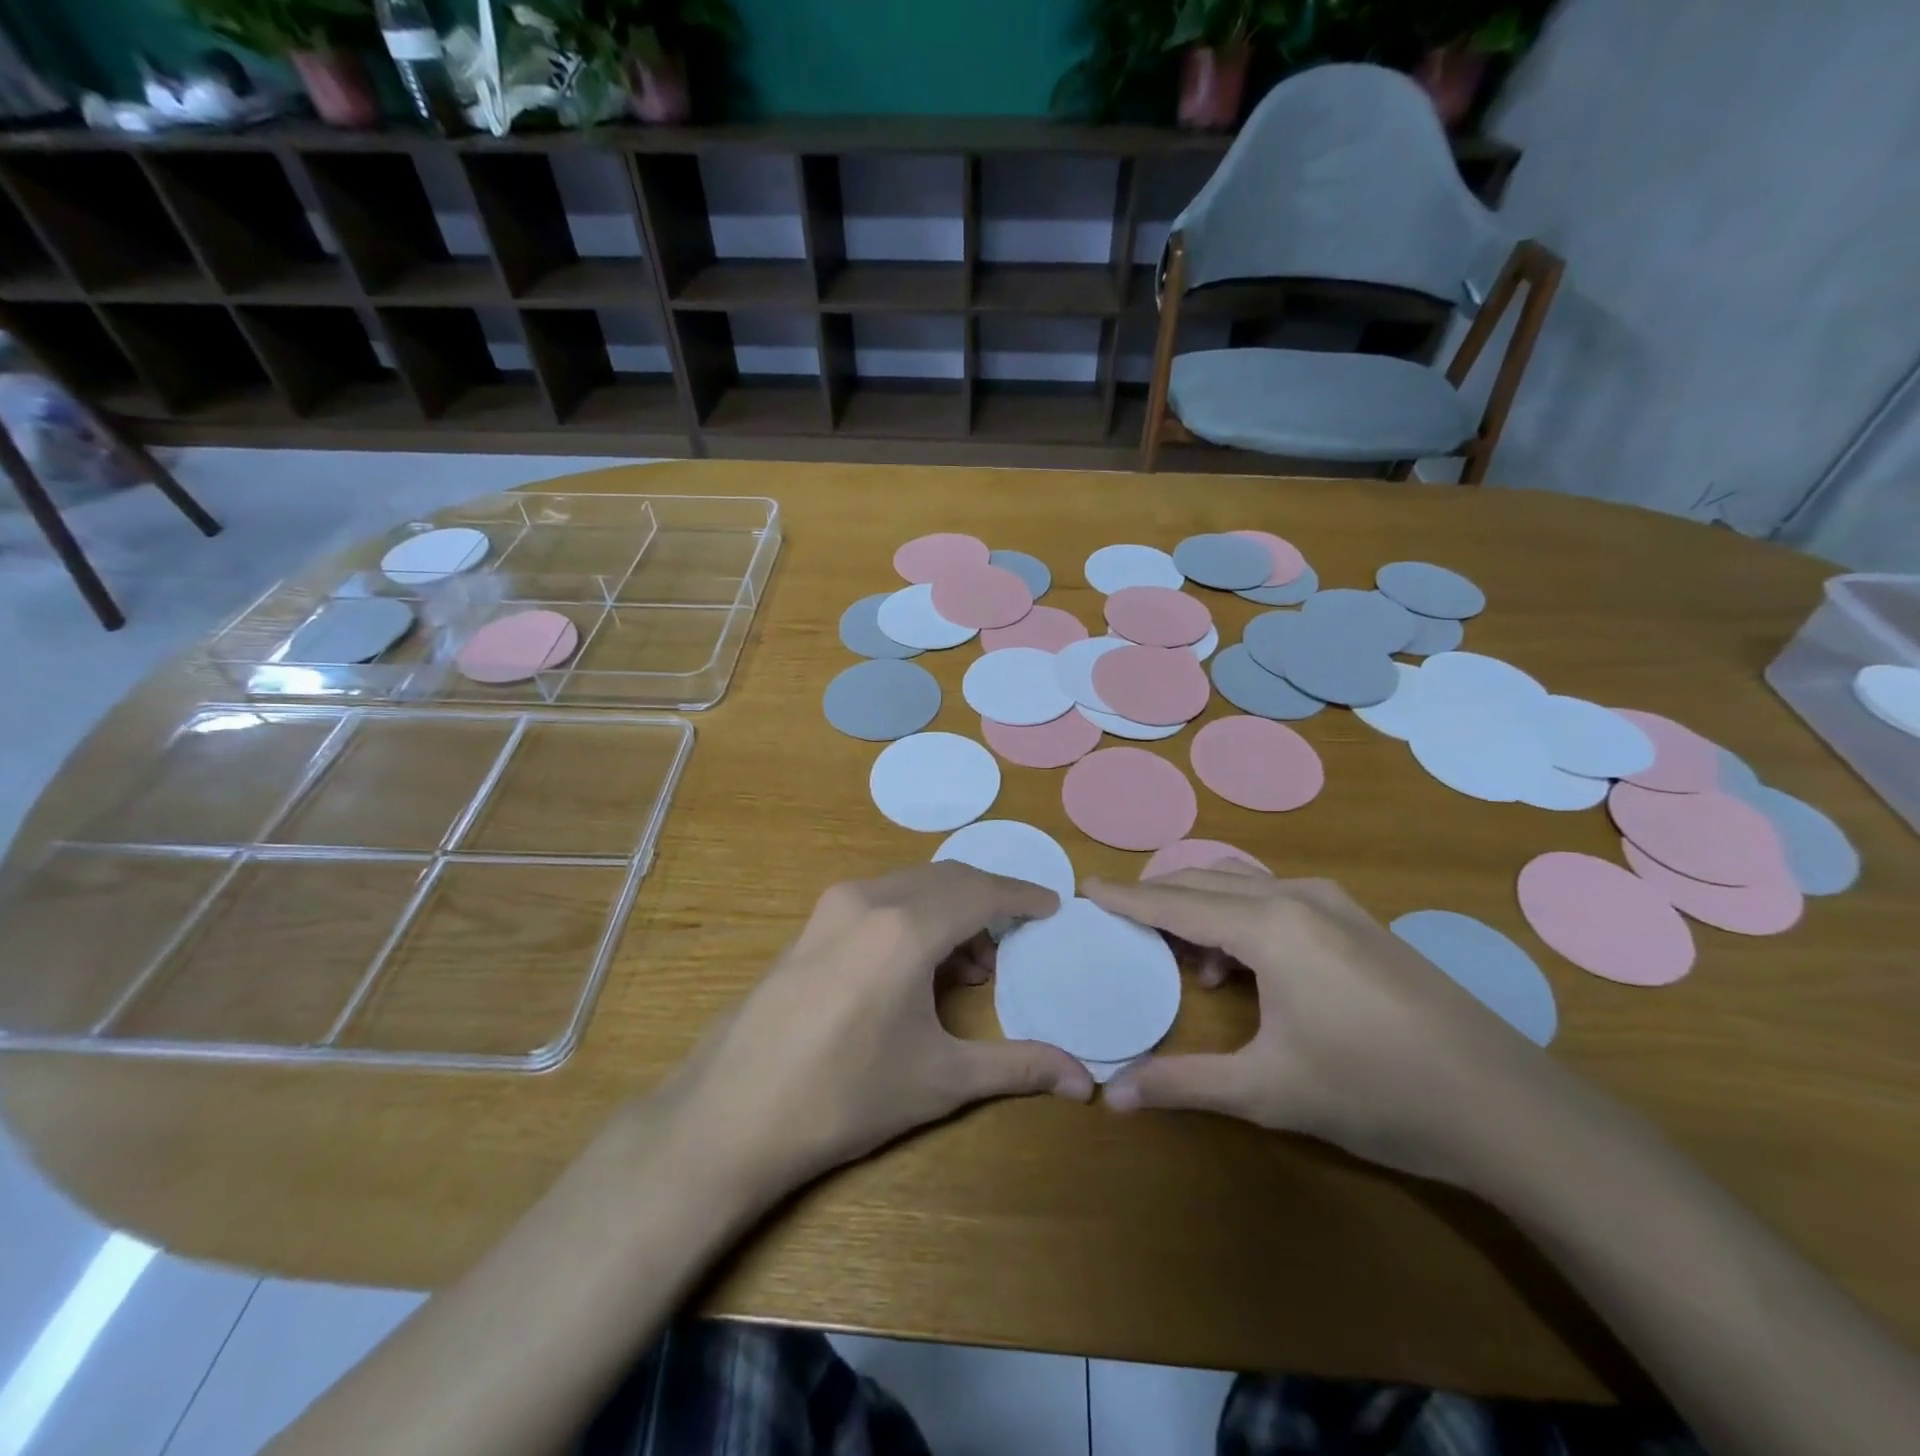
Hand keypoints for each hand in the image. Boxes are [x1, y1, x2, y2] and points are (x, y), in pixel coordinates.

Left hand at [659, 863, 1093, 1202]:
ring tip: (969, 967)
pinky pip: (880, 899)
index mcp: (905, 927)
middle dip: (988, 902)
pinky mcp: (810, 924)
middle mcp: (869, 898)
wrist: (731, 1115)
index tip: (1052, 906)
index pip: (981, 892)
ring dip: (950, 910)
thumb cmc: (845, 1097)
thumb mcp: (940, 1080)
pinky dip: (914, 915)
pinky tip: (917, 967)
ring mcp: (832, 906)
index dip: (1022, 896)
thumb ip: (1018, 1067)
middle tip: (1015, 941)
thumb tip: (1085, 1083)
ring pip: (912, 885)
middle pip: (947, 879)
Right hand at [1084, 872, 1557, 1183]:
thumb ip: (1182, 1084)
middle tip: (1121, 920)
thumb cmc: (1375, 1091)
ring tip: (1185, 956)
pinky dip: (1241, 914)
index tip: (1084, 888)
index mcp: (1269, 925)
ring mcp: (1335, 905)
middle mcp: (1297, 897)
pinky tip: (1246, 965)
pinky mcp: (1360, 922)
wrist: (1506, 1107)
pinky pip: (1276, 897)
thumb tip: (1111, 1095)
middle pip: (1205, 880)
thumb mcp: (1267, 1090)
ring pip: (1243, 884)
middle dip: (1158, 896)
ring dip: (1203, 906)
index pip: (1175, 902)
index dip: (1126, 897)